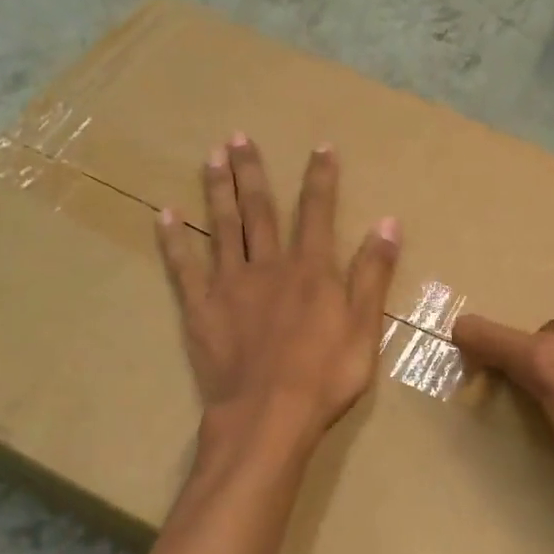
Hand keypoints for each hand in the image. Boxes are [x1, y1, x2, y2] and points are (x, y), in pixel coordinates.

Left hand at [156, 135, 399, 454]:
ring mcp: (230, 285)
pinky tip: (164, 215)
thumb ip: (373, 274)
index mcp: (311, 270)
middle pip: (260, 210)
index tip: (320, 147)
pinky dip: (174, 240)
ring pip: (222, 227)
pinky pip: (183, 267)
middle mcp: (268, 266)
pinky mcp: (200, 309)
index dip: (320, 178)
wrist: (269, 416)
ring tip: (211, 157)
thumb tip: (388, 223)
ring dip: (217, 190)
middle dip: (253, 172)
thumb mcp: (365, 327)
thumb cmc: (326, 376)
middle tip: (239, 137)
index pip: (317, 213)